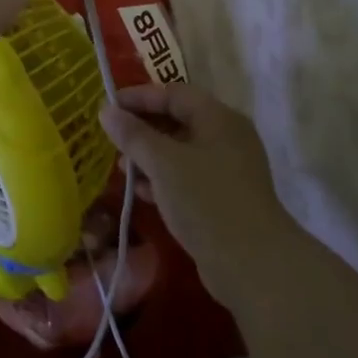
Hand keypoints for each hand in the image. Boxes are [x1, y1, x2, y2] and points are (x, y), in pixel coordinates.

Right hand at [100, 83, 291, 305]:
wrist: (251, 265)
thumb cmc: (205, 201)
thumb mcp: (162, 163)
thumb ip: (133, 135)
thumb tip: (106, 111)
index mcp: (219, 119)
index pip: (174, 93)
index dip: (139, 96)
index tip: (108, 106)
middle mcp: (227, 138)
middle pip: (178, 120)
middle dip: (143, 128)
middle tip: (111, 137)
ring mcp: (228, 170)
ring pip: (181, 152)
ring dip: (149, 156)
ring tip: (121, 167)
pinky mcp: (224, 199)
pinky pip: (187, 178)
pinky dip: (163, 179)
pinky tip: (141, 191)